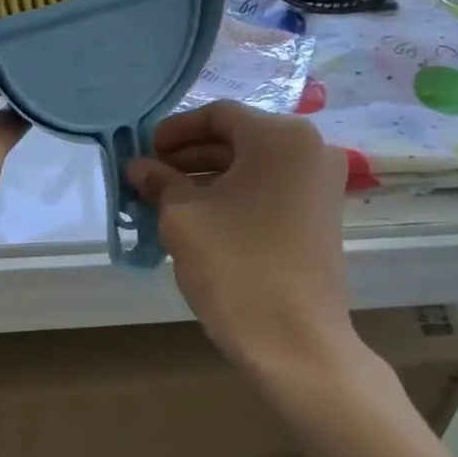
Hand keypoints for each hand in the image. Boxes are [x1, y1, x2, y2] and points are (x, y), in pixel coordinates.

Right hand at [126, 101, 359, 378]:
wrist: (294, 342)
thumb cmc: (235, 266)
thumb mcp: (183, 217)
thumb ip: (159, 181)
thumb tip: (137, 166)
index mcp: (281, 137)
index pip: (217, 115)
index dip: (173, 130)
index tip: (143, 151)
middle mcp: (310, 149)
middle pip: (236, 138)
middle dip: (187, 156)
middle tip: (148, 176)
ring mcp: (320, 185)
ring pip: (252, 166)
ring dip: (207, 177)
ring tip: (164, 198)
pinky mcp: (320, 216)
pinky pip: (269, 189)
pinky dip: (233, 195)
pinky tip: (198, 217)